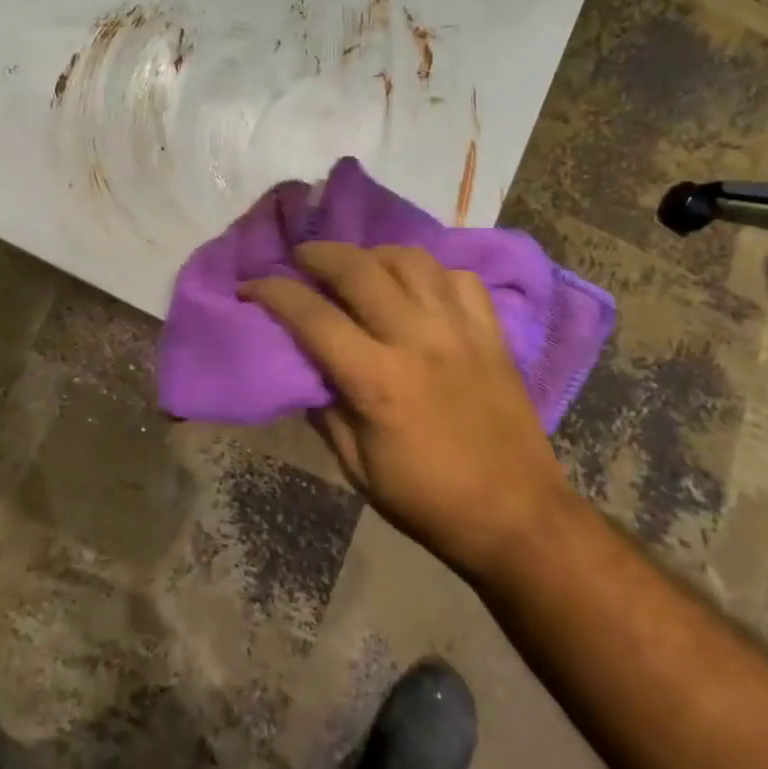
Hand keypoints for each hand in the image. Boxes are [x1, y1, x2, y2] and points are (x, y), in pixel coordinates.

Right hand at [241, 243, 567, 578]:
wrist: (517, 515)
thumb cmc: (428, 500)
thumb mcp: (357, 467)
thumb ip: (325, 408)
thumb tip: (302, 364)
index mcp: (378, 380)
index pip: (313, 316)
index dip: (273, 292)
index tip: (251, 285)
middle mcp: (418, 340)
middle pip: (359, 269)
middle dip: (319, 253)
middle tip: (300, 257)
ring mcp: (460, 329)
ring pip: (410, 260)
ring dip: (373, 254)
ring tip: (357, 265)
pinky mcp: (492, 332)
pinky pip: (457, 277)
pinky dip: (430, 272)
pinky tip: (416, 286)